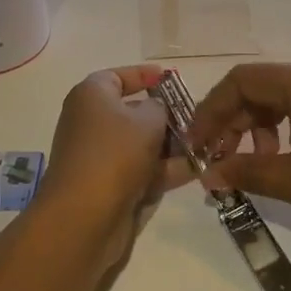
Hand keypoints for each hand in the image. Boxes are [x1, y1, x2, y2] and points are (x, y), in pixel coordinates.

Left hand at [36, 66, 191, 263]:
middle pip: (133, 112)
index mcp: (92, 96)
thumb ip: (160, 107)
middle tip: (198, 117)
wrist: (84, 216)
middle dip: (167, 116)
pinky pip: (142, 170)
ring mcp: (100, 156)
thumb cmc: (115, 152)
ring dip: (172, 146)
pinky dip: (165, 169)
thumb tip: (157, 109)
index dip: (145, 75)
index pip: (118, 76)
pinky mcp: (110, 185)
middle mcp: (92, 122)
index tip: (171, 78)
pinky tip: (197, 169)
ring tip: (206, 145)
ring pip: (141, 144)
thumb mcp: (148, 119)